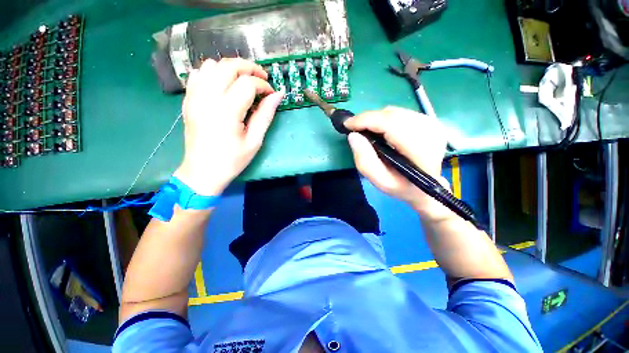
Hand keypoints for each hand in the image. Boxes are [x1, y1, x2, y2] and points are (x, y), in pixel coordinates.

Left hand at [174, 59, 283, 195]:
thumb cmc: (232, 160)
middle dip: (249, 68)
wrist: (203, 172)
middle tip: (262, 79)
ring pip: (211, 65)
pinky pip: (198, 74)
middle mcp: (207, 99)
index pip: (248, 84)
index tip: (272, 94)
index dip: (263, 85)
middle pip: (228, 66)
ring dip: (231, 69)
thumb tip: (278, 95)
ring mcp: (194, 97)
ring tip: (243, 82)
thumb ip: (265, 115)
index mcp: (226, 112)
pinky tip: (223, 86)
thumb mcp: (254, 141)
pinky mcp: (188, 100)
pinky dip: (213, 73)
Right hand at [344, 107, 452, 219]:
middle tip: (355, 129)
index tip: (348, 124)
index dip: (366, 120)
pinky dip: (385, 119)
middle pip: (391, 115)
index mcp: (421, 151)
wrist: (425, 187)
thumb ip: (364, 160)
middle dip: (368, 119)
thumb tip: (353, 135)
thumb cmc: (401, 186)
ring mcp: (432, 124)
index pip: (391, 124)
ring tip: (366, 131)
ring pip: (395, 112)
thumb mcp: (379, 180)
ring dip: (376, 119)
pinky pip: (400, 113)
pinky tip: (380, 130)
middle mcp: (430, 132)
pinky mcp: (429, 121)